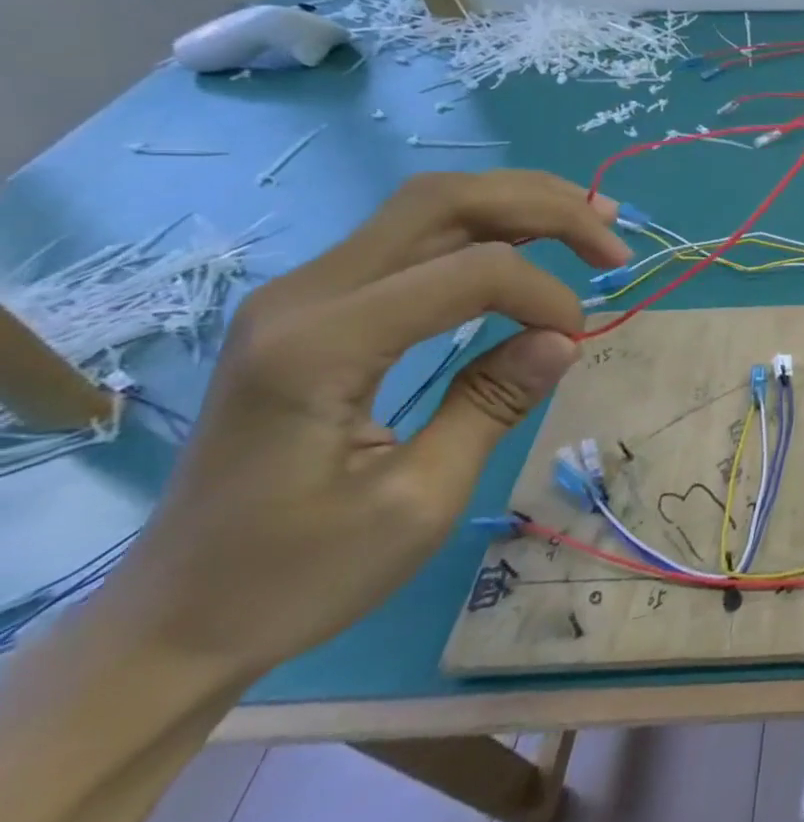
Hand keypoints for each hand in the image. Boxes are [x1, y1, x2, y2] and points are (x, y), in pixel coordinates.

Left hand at [109, 171, 631, 680]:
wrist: (171, 620)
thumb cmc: (295, 576)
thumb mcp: (418, 502)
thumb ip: (493, 404)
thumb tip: (563, 338)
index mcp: (320, 346)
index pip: (469, 272)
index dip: (545, 295)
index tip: (579, 343)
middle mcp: (304, 296)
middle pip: (445, 201)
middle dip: (546, 206)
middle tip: (614, 236)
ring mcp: (302, 295)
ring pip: (430, 206)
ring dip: (520, 207)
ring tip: (592, 224)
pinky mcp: (314, 309)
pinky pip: (413, 239)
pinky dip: (486, 231)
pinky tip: (529, 245)